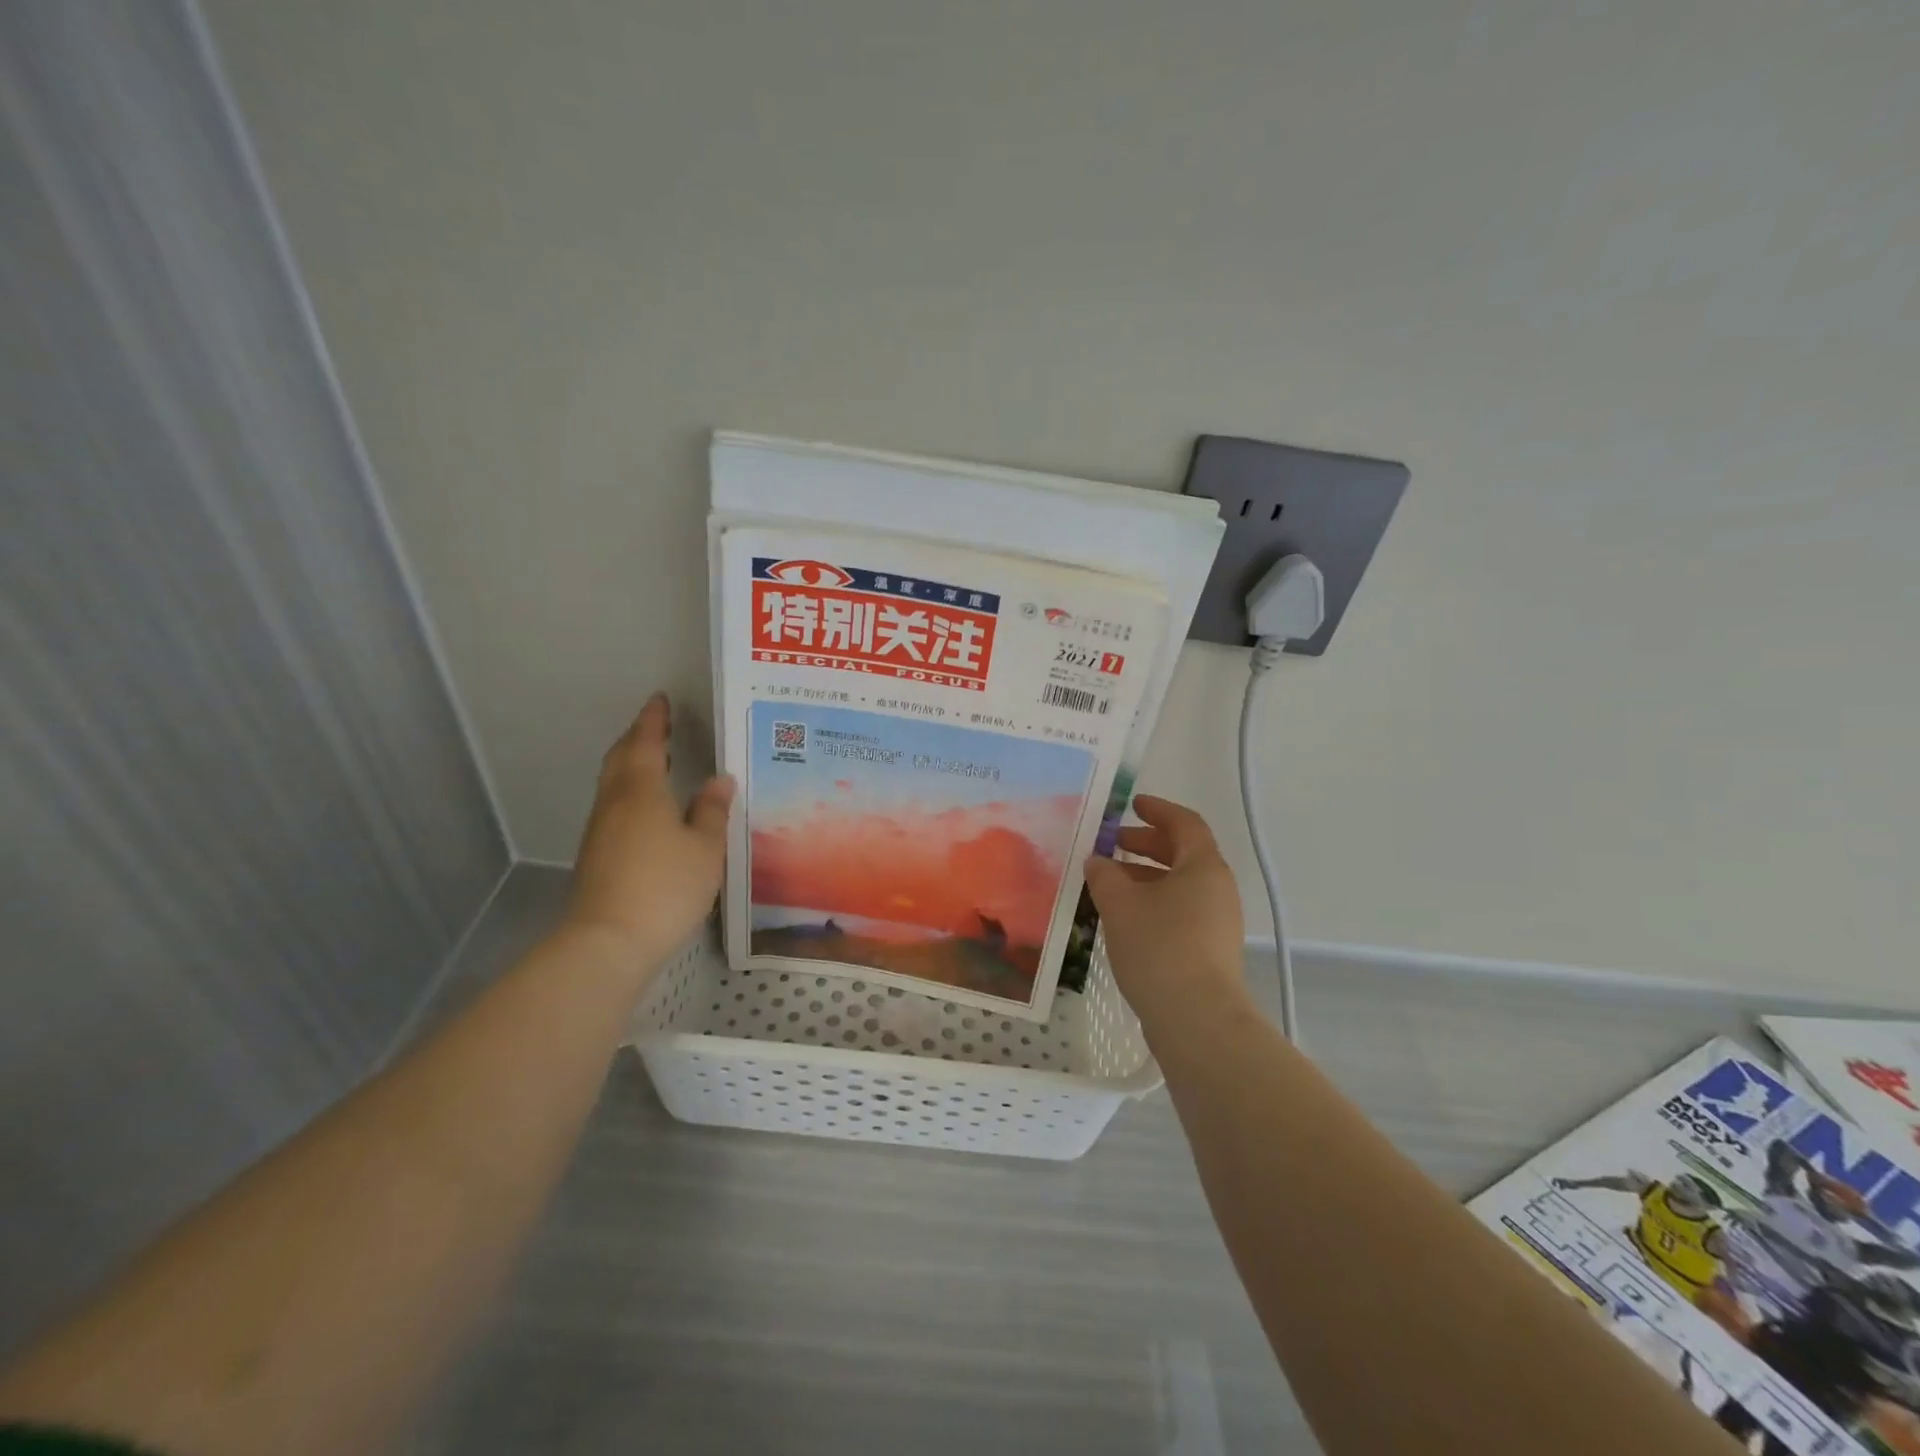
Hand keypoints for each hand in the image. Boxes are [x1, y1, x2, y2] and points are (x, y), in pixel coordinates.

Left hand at [563, 693, 734, 972]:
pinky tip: (649, 809)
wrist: (607, 942)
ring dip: (632, 765)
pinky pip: (614, 807)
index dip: (654, 720)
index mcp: (642, 791)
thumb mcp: (705, 849)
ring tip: (657, 761)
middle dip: (638, 738)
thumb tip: (719, 780)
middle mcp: (615, 803)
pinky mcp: (597, 855)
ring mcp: (600, 830)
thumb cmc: (665, 887)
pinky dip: (630, 792)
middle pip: (621, 759)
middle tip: (658, 726)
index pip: (647, 743)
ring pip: (614, 783)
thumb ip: (713, 812)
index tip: (660, 700)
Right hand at [1083, 795, 1246, 1029]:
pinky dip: (1153, 902)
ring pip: (1180, 885)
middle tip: (1112, 844)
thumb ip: (1105, 875)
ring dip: (1146, 876)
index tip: (1132, 804)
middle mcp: (1217, 889)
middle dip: (1146, 844)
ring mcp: (1218, 922)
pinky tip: (1124, 917)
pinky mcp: (1210, 950)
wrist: (1197, 1019)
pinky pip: (1180, 911)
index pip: (1185, 823)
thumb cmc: (1159, 946)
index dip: (1158, 810)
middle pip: (1183, 853)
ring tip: (1110, 882)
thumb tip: (1097, 861)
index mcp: (1203, 866)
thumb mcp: (1120, 904)